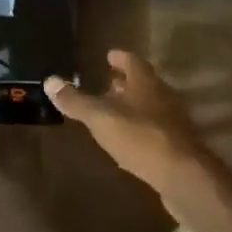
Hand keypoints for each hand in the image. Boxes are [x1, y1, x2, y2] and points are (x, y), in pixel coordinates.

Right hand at [45, 50, 204, 194]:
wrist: (182, 176)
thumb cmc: (139, 137)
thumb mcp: (100, 118)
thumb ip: (76, 101)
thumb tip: (50, 80)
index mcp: (145, 82)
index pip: (132, 61)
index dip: (119, 57)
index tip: (108, 55)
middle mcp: (162, 96)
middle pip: (143, 83)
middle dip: (125, 82)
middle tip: (107, 81)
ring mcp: (172, 120)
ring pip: (149, 105)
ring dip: (132, 104)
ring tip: (113, 109)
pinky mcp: (176, 144)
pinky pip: (154, 127)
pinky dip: (139, 126)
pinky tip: (128, 138)